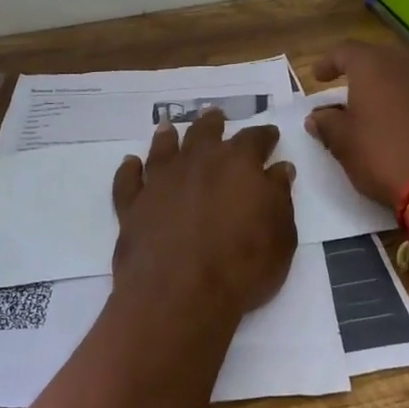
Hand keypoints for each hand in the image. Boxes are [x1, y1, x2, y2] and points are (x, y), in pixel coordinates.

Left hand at [110, 109, 297, 324]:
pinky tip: (130, 164)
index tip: (270, 134)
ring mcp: (161, 180)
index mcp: (238, 163)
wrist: (180, 293)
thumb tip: (279, 168)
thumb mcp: (280, 234)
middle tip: (215, 115)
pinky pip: (128, 180)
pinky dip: (129, 170)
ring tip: (168, 129)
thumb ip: (279, 196)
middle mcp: (197, 161)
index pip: (255, 139)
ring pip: (163, 148)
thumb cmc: (242, 266)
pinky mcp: (133, 204)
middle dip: (213, 123)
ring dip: (167, 137)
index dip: (264, 136)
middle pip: (205, 132)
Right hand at [306, 40, 408, 206]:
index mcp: (373, 63)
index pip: (344, 51)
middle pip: (380, 57)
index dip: (328, 63)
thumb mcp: (344, 143)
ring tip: (385, 105)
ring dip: (394, 84)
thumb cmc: (385, 155)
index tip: (319, 77)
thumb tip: (318, 116)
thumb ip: (327, 123)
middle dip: (364, 72)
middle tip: (353, 90)